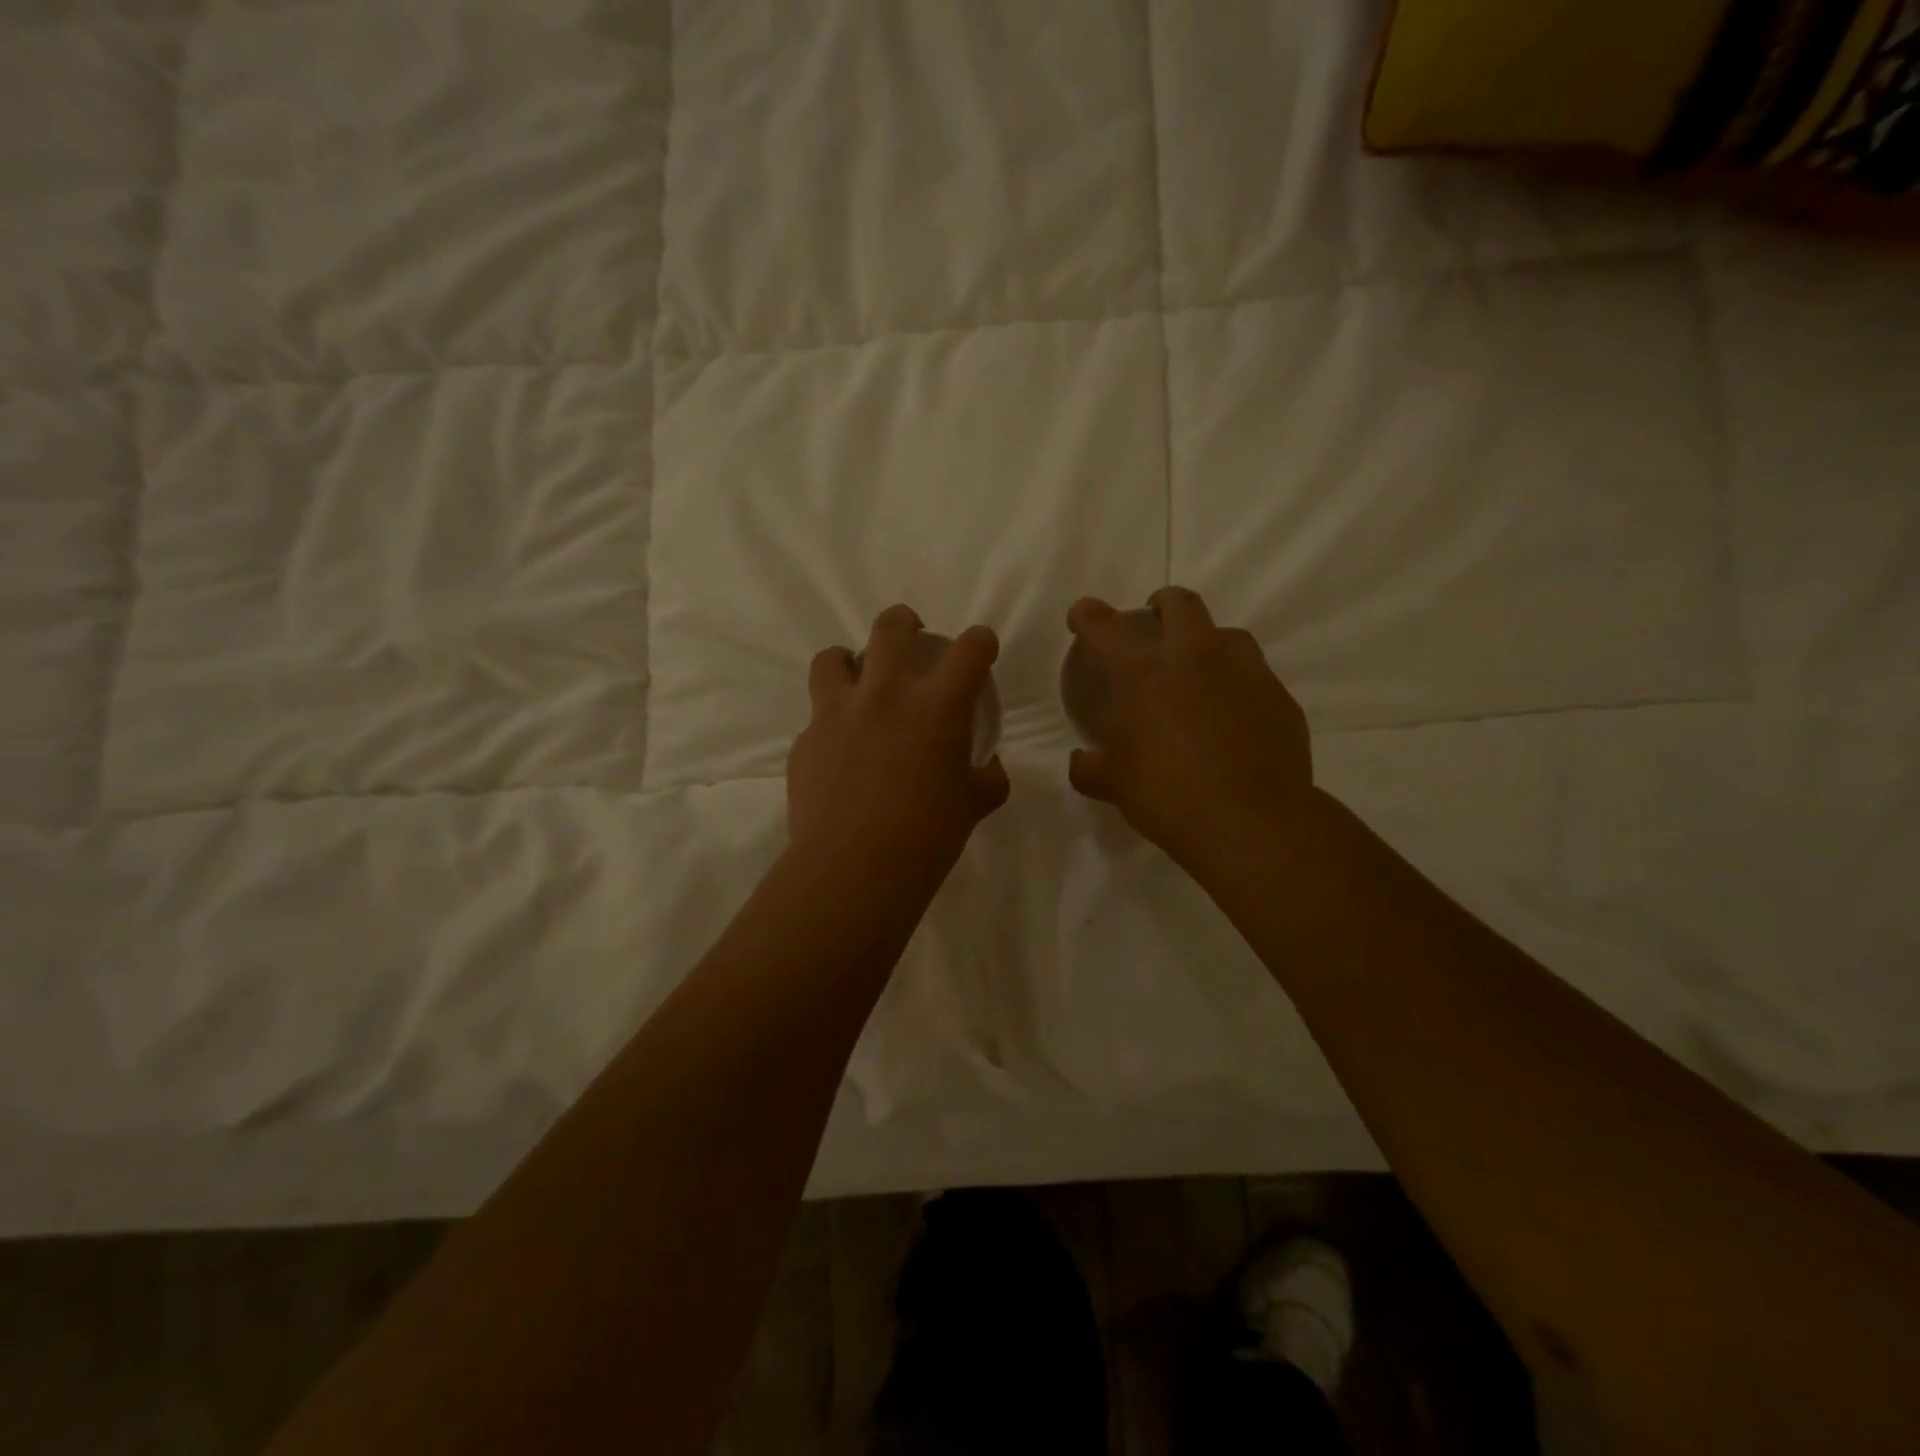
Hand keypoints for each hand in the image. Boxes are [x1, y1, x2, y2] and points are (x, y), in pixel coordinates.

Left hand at [788, 605, 1010, 878]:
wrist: (853, 869)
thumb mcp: (972, 807)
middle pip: (891, 627)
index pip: (970, 649)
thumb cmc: (927, 837)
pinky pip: (817, 718)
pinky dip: (831, 725)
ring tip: (856, 682)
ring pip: (832, 658)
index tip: (980, 650)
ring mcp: (837, 714)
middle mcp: (885, 694)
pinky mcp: (805, 741)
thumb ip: (987, 780)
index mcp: (937, 706)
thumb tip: (990, 769)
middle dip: (905, 622)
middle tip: (911, 637)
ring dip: (848, 662)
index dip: (981, 642)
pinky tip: (839, 755)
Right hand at [1066, 588, 1312, 867]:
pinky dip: (1239, 686)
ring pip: (1227, 635)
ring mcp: (1245, 673)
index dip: (1088, 616)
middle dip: (1162, 605)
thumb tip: (1081, 762)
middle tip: (1154, 623)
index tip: (1083, 616)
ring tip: (1201, 672)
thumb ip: (1090, 767)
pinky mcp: (1280, 698)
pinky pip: (1256, 678)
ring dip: (1208, 643)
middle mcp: (1195, 658)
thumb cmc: (1168, 795)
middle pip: (1180, 604)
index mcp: (1144, 672)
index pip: (1105, 627)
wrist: (1251, 822)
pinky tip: (1234, 717)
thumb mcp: (1113, 784)